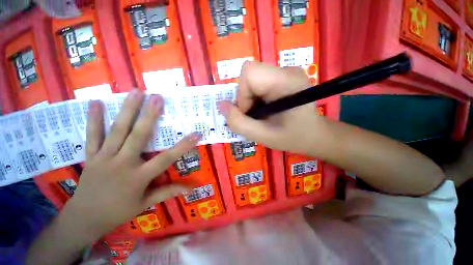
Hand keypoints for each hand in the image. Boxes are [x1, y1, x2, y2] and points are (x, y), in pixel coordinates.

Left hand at [63, 90, 200, 239]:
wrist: (83, 219)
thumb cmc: (118, 212)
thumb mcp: (144, 204)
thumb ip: (167, 192)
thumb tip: (190, 188)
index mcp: (138, 177)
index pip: (166, 159)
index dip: (183, 146)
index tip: (196, 133)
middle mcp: (122, 163)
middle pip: (138, 136)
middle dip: (150, 115)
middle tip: (158, 97)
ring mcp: (104, 158)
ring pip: (117, 131)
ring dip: (127, 110)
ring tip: (135, 92)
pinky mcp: (91, 156)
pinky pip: (92, 135)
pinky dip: (94, 119)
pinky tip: (95, 102)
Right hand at [217, 61, 325, 155]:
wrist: (315, 135)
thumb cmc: (293, 138)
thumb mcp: (263, 136)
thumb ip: (239, 123)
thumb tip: (221, 105)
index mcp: (286, 81)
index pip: (250, 72)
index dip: (242, 95)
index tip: (250, 114)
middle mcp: (286, 70)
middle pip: (249, 75)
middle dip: (245, 98)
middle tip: (255, 116)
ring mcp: (285, 72)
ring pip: (251, 79)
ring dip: (249, 99)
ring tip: (261, 114)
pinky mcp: (282, 77)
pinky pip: (258, 83)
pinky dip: (254, 98)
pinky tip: (264, 109)